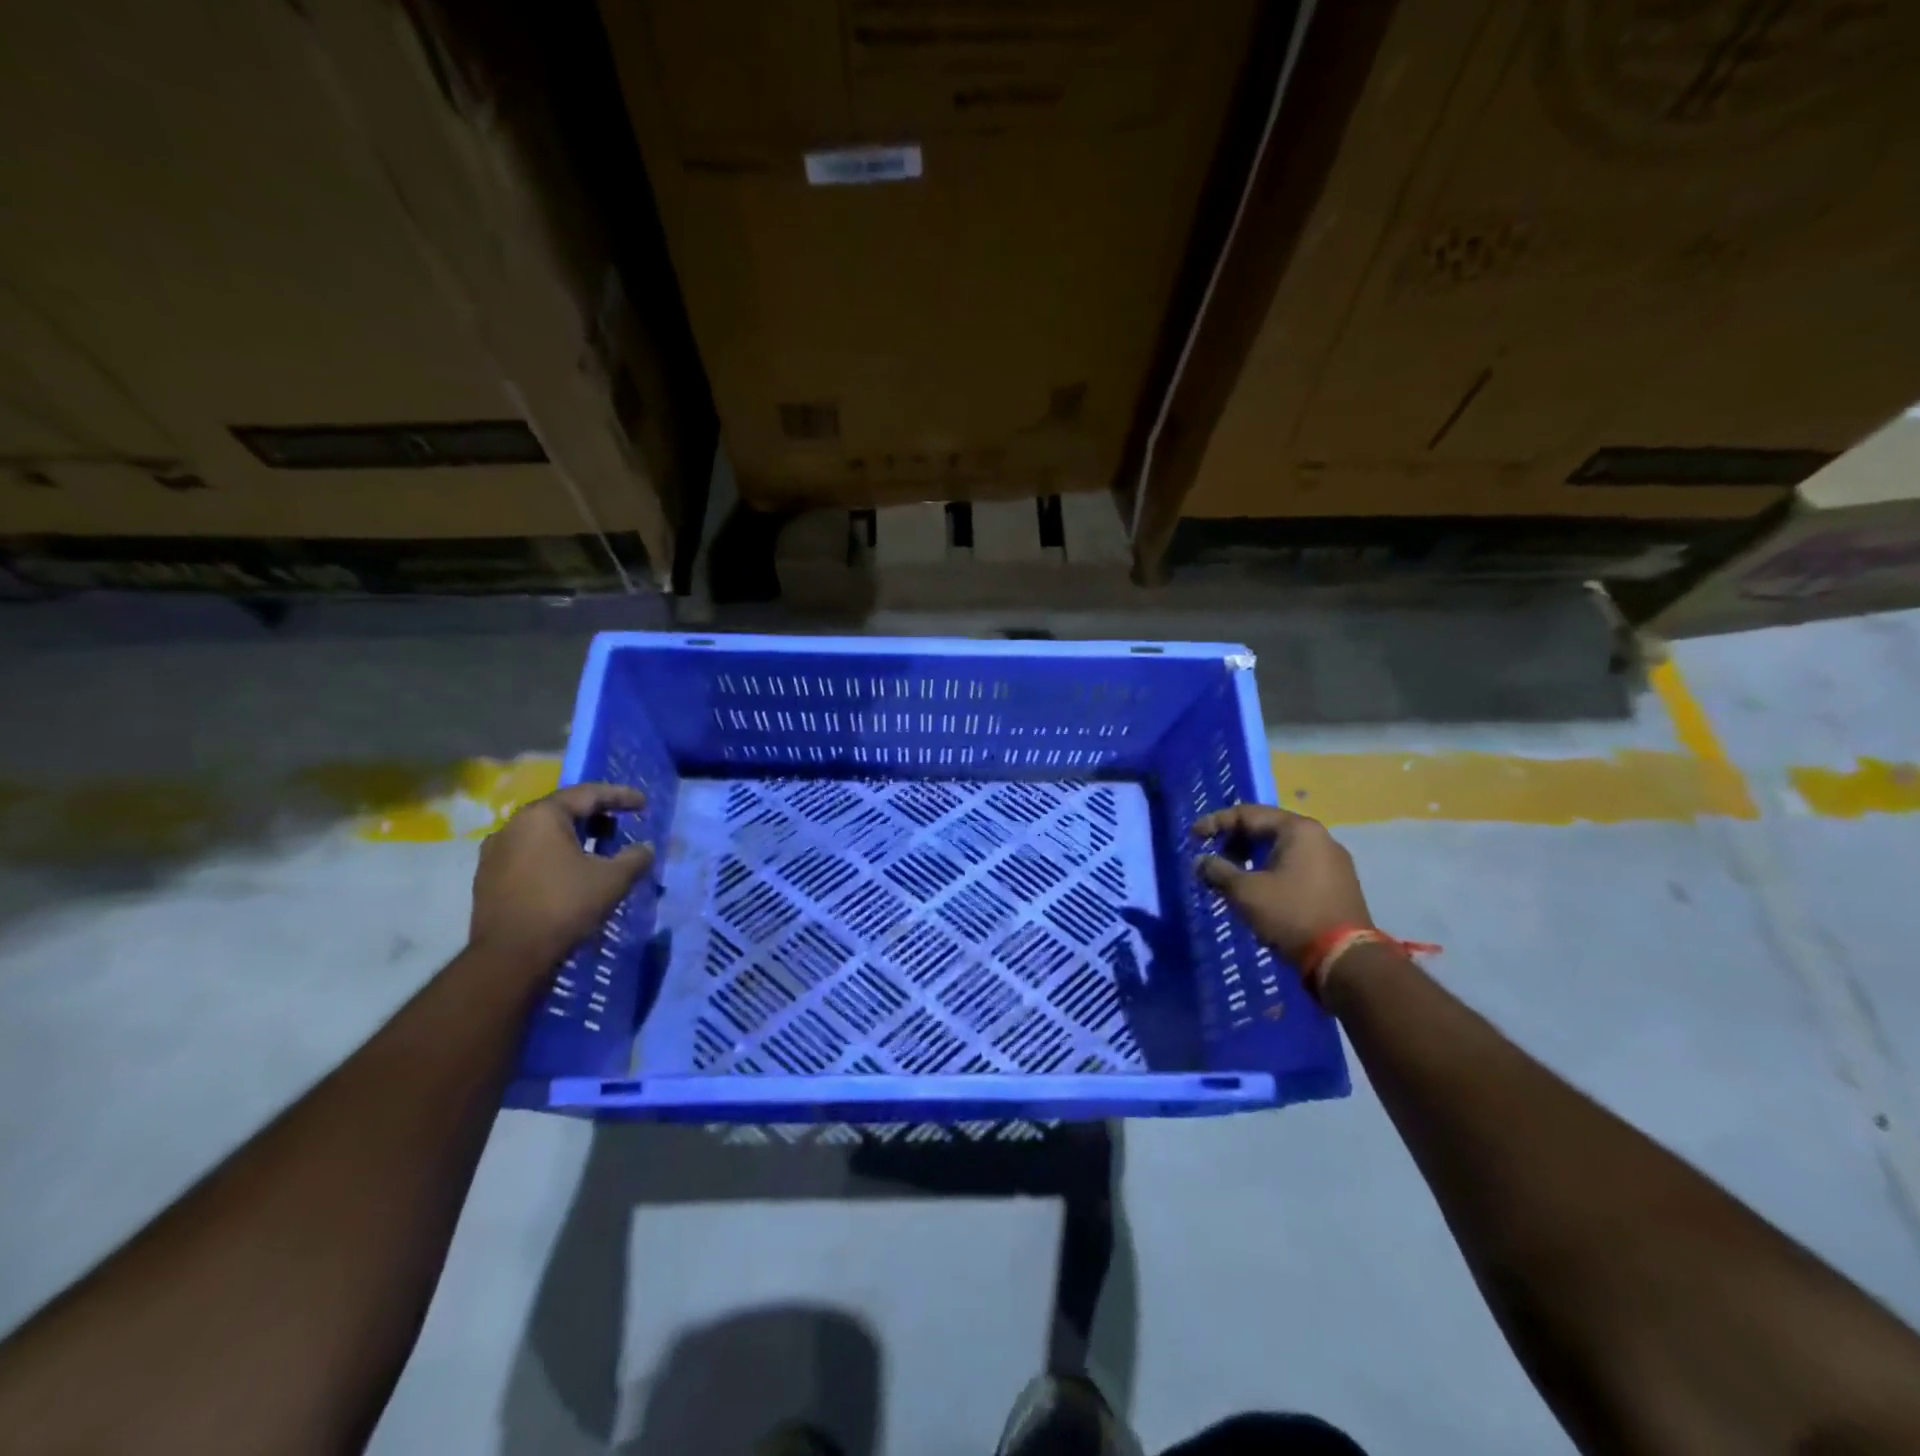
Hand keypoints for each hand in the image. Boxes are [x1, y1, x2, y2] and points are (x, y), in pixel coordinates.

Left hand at [469, 783, 653, 964]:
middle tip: (620, 826)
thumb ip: (635, 857)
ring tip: (598, 851)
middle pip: (563, 810)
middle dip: (596, 816)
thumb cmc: (565, 906)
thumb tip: (646, 849)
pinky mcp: (487, 877)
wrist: (509, 957)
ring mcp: (495, 852)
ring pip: (543, 833)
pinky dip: (554, 855)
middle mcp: (513, 826)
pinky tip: (569, 873)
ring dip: (574, 837)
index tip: (643, 804)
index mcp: (542, 816)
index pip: (588, 794)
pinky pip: (529, 853)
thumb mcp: (613, 879)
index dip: (620, 797)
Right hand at [1193, 804, 1371, 962]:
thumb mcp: (1245, 892)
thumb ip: (1218, 871)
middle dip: (1235, 841)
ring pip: (1282, 849)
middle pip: (1266, 828)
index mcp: (1298, 829)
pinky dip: (1272, 871)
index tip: (1193, 837)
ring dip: (1252, 858)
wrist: (1345, 959)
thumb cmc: (1291, 914)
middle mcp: (1319, 837)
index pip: (1248, 814)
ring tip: (1231, 876)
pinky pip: (1296, 866)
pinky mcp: (1338, 884)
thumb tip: (1200, 862)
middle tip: (1213, 858)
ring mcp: (1333, 861)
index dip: (1215, 823)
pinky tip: (1259, 890)